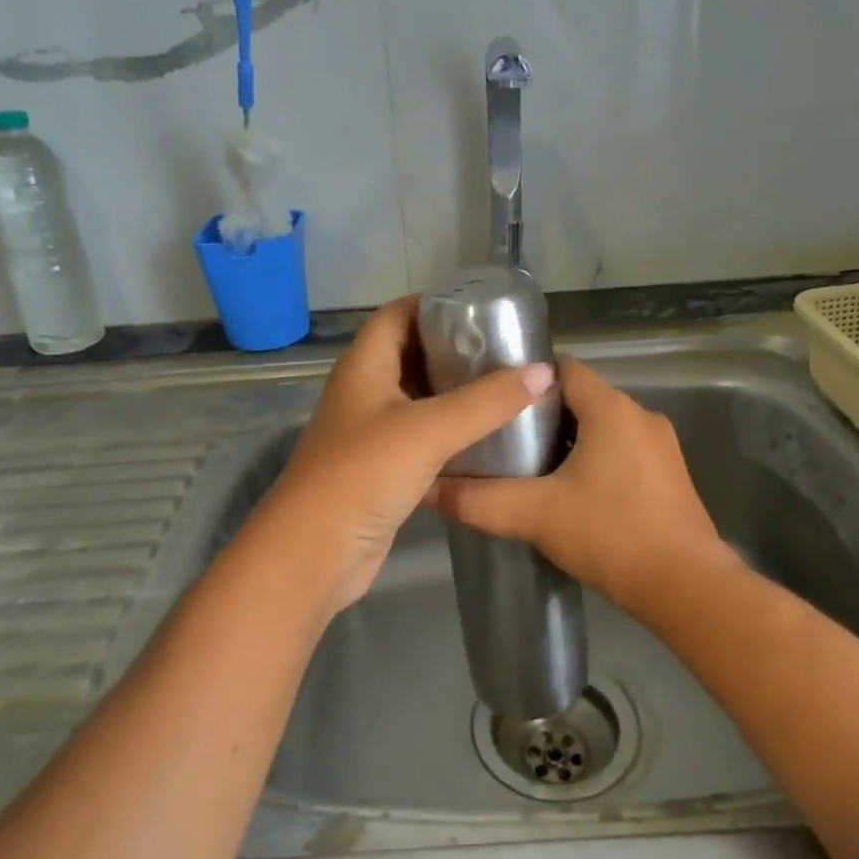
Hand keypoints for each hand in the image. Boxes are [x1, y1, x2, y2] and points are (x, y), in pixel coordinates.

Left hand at [244, 296, 553, 617]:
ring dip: (458, 393)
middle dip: (456, 349)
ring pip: (420, 400)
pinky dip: (453, 433)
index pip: (398, 315)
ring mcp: (373, 433)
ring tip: (509, 387)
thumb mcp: (428, 430)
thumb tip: (543, 372)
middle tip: (508, 350)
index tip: (484, 307)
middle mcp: (365, 392)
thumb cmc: (363, 474)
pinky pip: (424, 438)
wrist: (315, 554)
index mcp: (364, 366)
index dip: (435, 304)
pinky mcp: (384, 469)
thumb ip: (487, 401)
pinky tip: (490, 437)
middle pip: (412, 355)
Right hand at [430, 357, 735, 613]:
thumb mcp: (536, 516)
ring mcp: (662, 448)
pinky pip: (623, 453)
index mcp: (612, 409)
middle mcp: (641, 417)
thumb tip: (430, 490)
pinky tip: (572, 495)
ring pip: (603, 428)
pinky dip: (596, 462)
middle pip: (582, 399)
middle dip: (542, 415)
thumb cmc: (611, 535)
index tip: (495, 399)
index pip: (563, 369)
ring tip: (530, 468)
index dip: (527, 379)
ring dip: (569, 442)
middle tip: (503, 439)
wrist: (687, 588)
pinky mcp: (670, 477)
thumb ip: (480, 501)